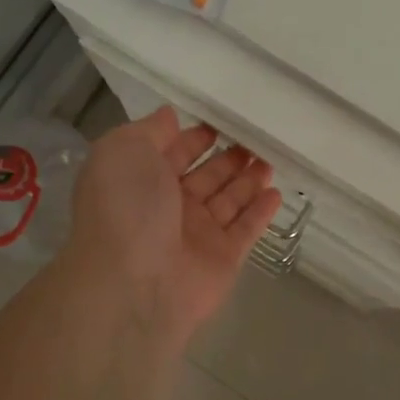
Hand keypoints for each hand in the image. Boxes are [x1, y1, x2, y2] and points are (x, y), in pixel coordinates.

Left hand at [66, 109, 281, 346]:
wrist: (134, 283)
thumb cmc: (126, 208)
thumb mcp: (123, 151)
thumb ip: (149, 131)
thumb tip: (169, 116)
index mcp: (141, 181)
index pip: (172, 154)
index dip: (193, 139)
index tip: (219, 124)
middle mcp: (169, 207)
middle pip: (205, 177)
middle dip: (228, 159)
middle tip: (255, 140)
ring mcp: (198, 234)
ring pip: (229, 201)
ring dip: (248, 180)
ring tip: (270, 160)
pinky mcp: (224, 258)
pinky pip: (247, 229)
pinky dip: (261, 212)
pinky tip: (276, 192)